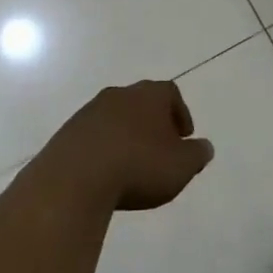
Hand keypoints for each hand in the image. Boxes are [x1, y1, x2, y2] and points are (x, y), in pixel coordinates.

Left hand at [36, 80, 214, 211]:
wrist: (75, 179)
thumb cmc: (138, 166)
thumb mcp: (181, 166)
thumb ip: (197, 154)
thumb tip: (204, 146)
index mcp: (149, 95)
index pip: (171, 93)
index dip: (180, 113)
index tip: (184, 137)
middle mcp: (119, 94)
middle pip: (142, 102)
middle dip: (153, 123)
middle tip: (160, 149)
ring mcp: (89, 112)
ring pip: (116, 118)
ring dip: (126, 136)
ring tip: (132, 164)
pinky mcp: (67, 133)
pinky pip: (93, 137)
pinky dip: (103, 149)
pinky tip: (106, 173)